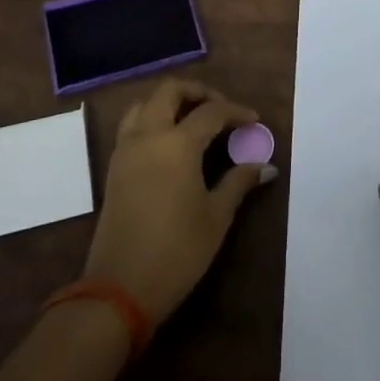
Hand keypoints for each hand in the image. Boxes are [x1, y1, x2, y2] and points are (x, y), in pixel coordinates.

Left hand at [84, 78, 275, 320]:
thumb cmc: (177, 251)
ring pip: (144, 104)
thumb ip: (239, 182)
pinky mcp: (114, 168)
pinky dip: (151, 119)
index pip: (211, 111)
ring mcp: (125, 150)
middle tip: (221, 108)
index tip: (254, 120)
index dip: (236, 111)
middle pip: (170, 91)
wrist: (120, 289)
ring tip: (193, 119)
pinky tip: (169, 142)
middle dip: (198, 92)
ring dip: (169, 102)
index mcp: (177, 143)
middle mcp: (148, 136)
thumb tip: (266, 166)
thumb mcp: (216, 216)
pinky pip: (131, 125)